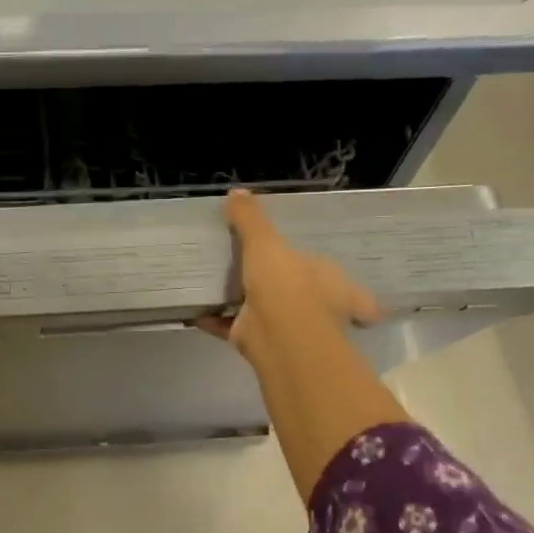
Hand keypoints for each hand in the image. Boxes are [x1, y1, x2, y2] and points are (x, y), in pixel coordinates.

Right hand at [197, 190, 382, 361]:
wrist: (277, 336)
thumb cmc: (287, 284)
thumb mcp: (266, 242)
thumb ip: (251, 219)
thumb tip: (236, 192)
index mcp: (333, 284)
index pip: (337, 276)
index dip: (325, 271)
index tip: (307, 262)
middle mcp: (315, 308)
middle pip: (300, 296)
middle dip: (282, 288)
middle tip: (258, 271)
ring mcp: (286, 328)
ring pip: (265, 312)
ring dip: (244, 303)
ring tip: (222, 285)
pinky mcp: (256, 340)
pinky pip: (233, 326)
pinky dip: (216, 319)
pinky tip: (197, 310)